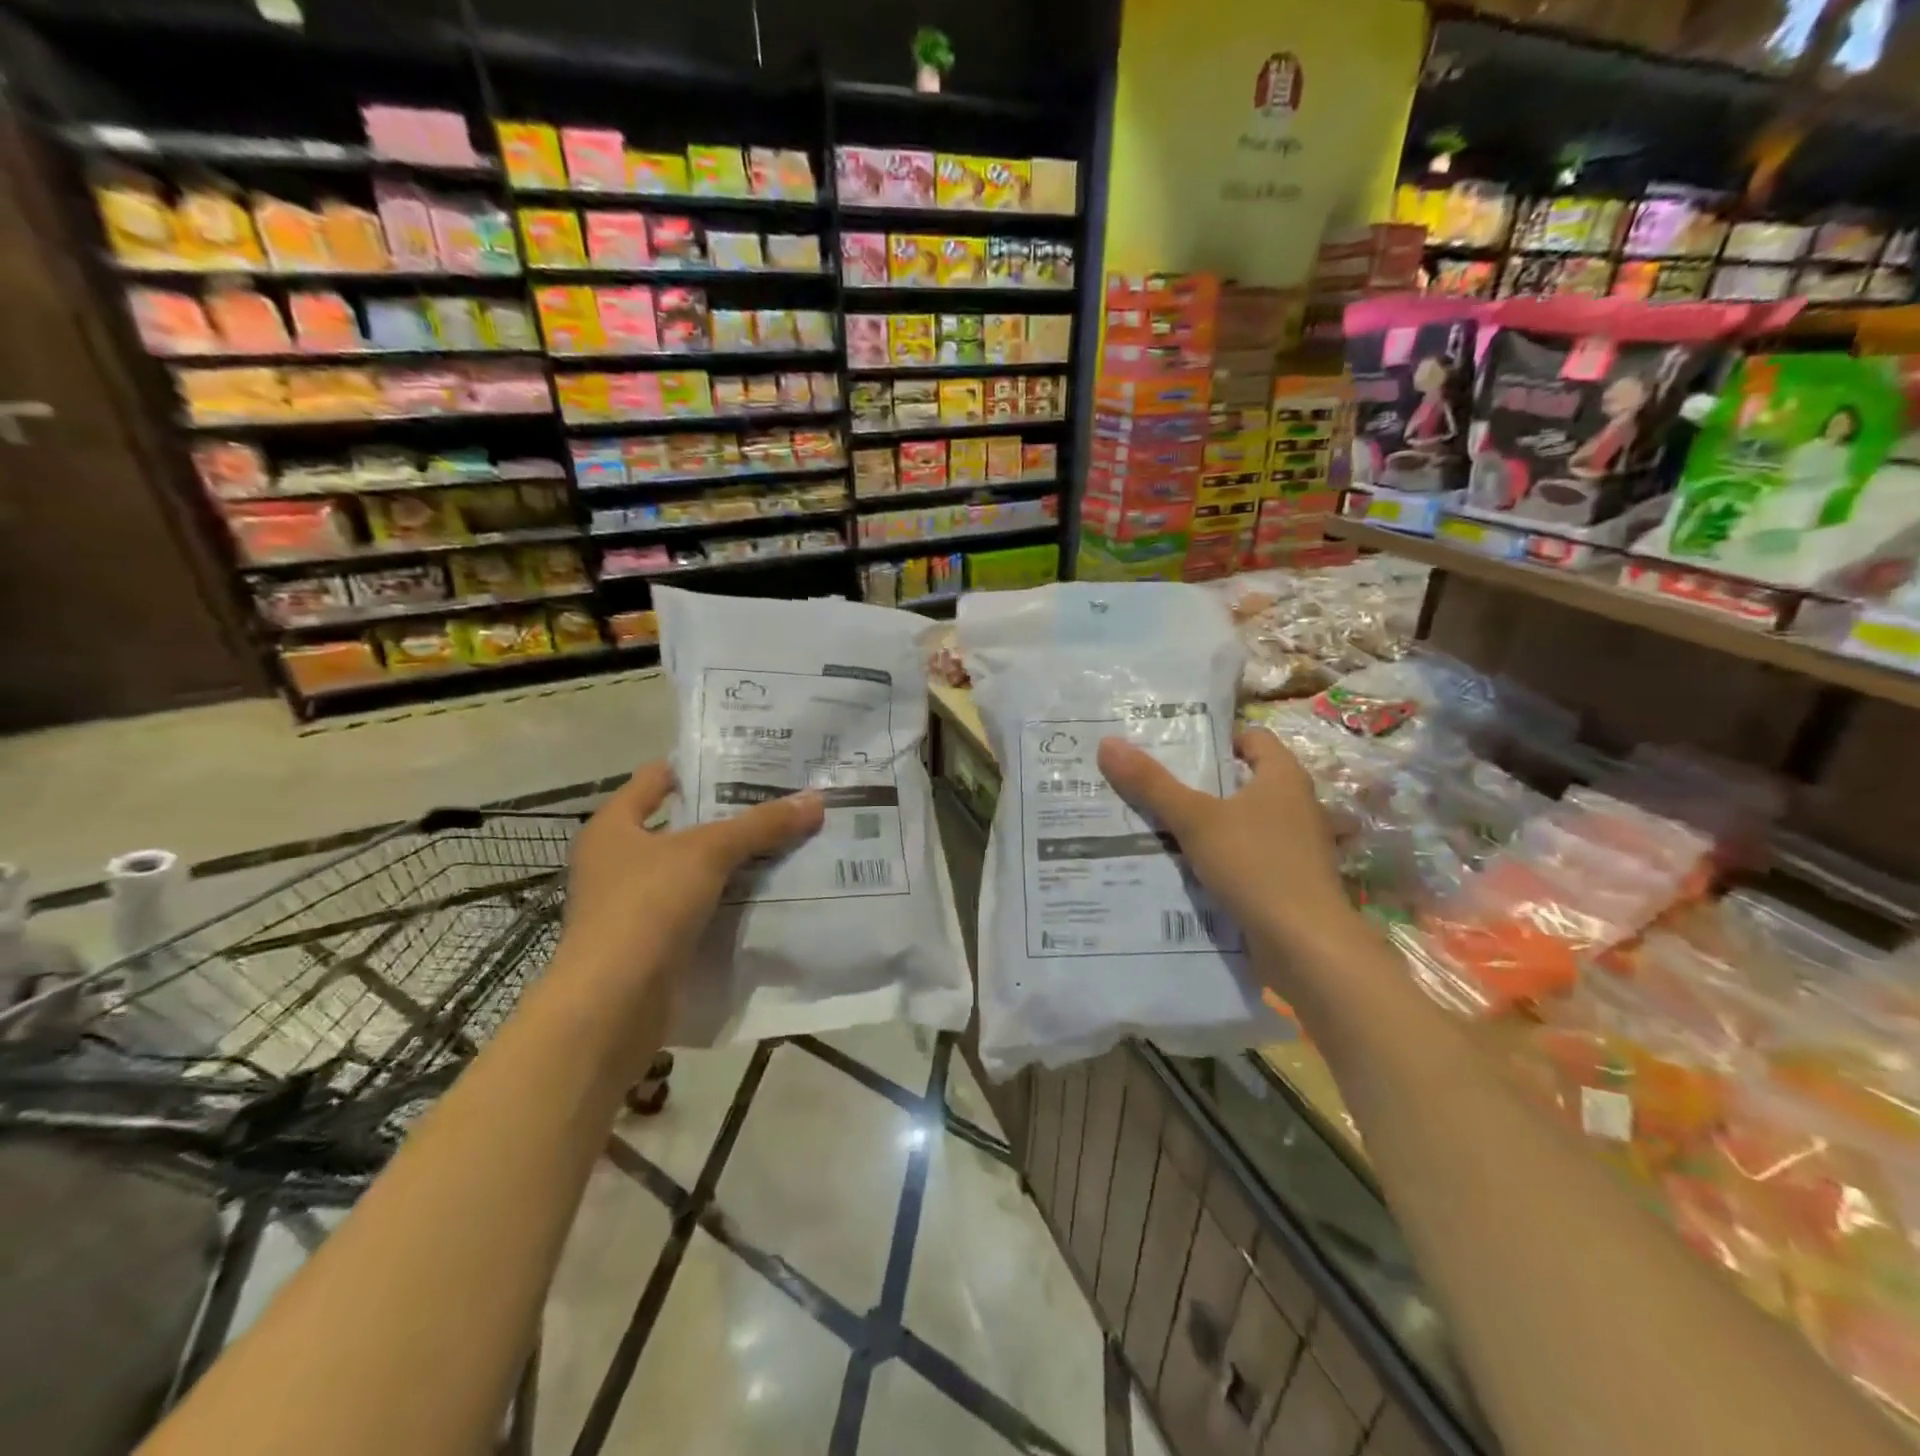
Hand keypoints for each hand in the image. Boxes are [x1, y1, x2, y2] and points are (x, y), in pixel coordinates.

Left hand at [559, 762, 823, 985]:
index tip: (751, 759)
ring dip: (736, 860)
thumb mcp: (708, 853)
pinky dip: (731, 899)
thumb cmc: (646, 907)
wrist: (613, 1005)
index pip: (659, 777)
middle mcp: (619, 860)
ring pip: (696, 869)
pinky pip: (701, 907)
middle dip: (732, 814)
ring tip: (789, 840)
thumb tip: (816, 799)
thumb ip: (760, 825)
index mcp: (614, 826)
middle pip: (683, 824)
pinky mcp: (654, 942)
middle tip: (784, 799)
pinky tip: (772, 892)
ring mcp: (635, 904)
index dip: (702, 765)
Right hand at [1096, 729, 1356, 968]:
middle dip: (1198, 782)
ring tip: (1154, 822)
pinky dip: (1217, 855)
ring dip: (1205, 822)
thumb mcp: (1195, 820)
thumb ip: (1152, 784)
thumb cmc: (1256, 865)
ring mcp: (1293, 845)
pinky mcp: (1287, 879)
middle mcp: (1294, 804)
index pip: (1252, 738)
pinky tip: (1181, 865)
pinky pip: (1244, 855)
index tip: (1172, 745)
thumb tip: (1107, 743)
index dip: (1214, 737)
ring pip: (1240, 821)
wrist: (1305, 945)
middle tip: (1149, 781)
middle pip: (1241, 780)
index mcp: (1283, 777)